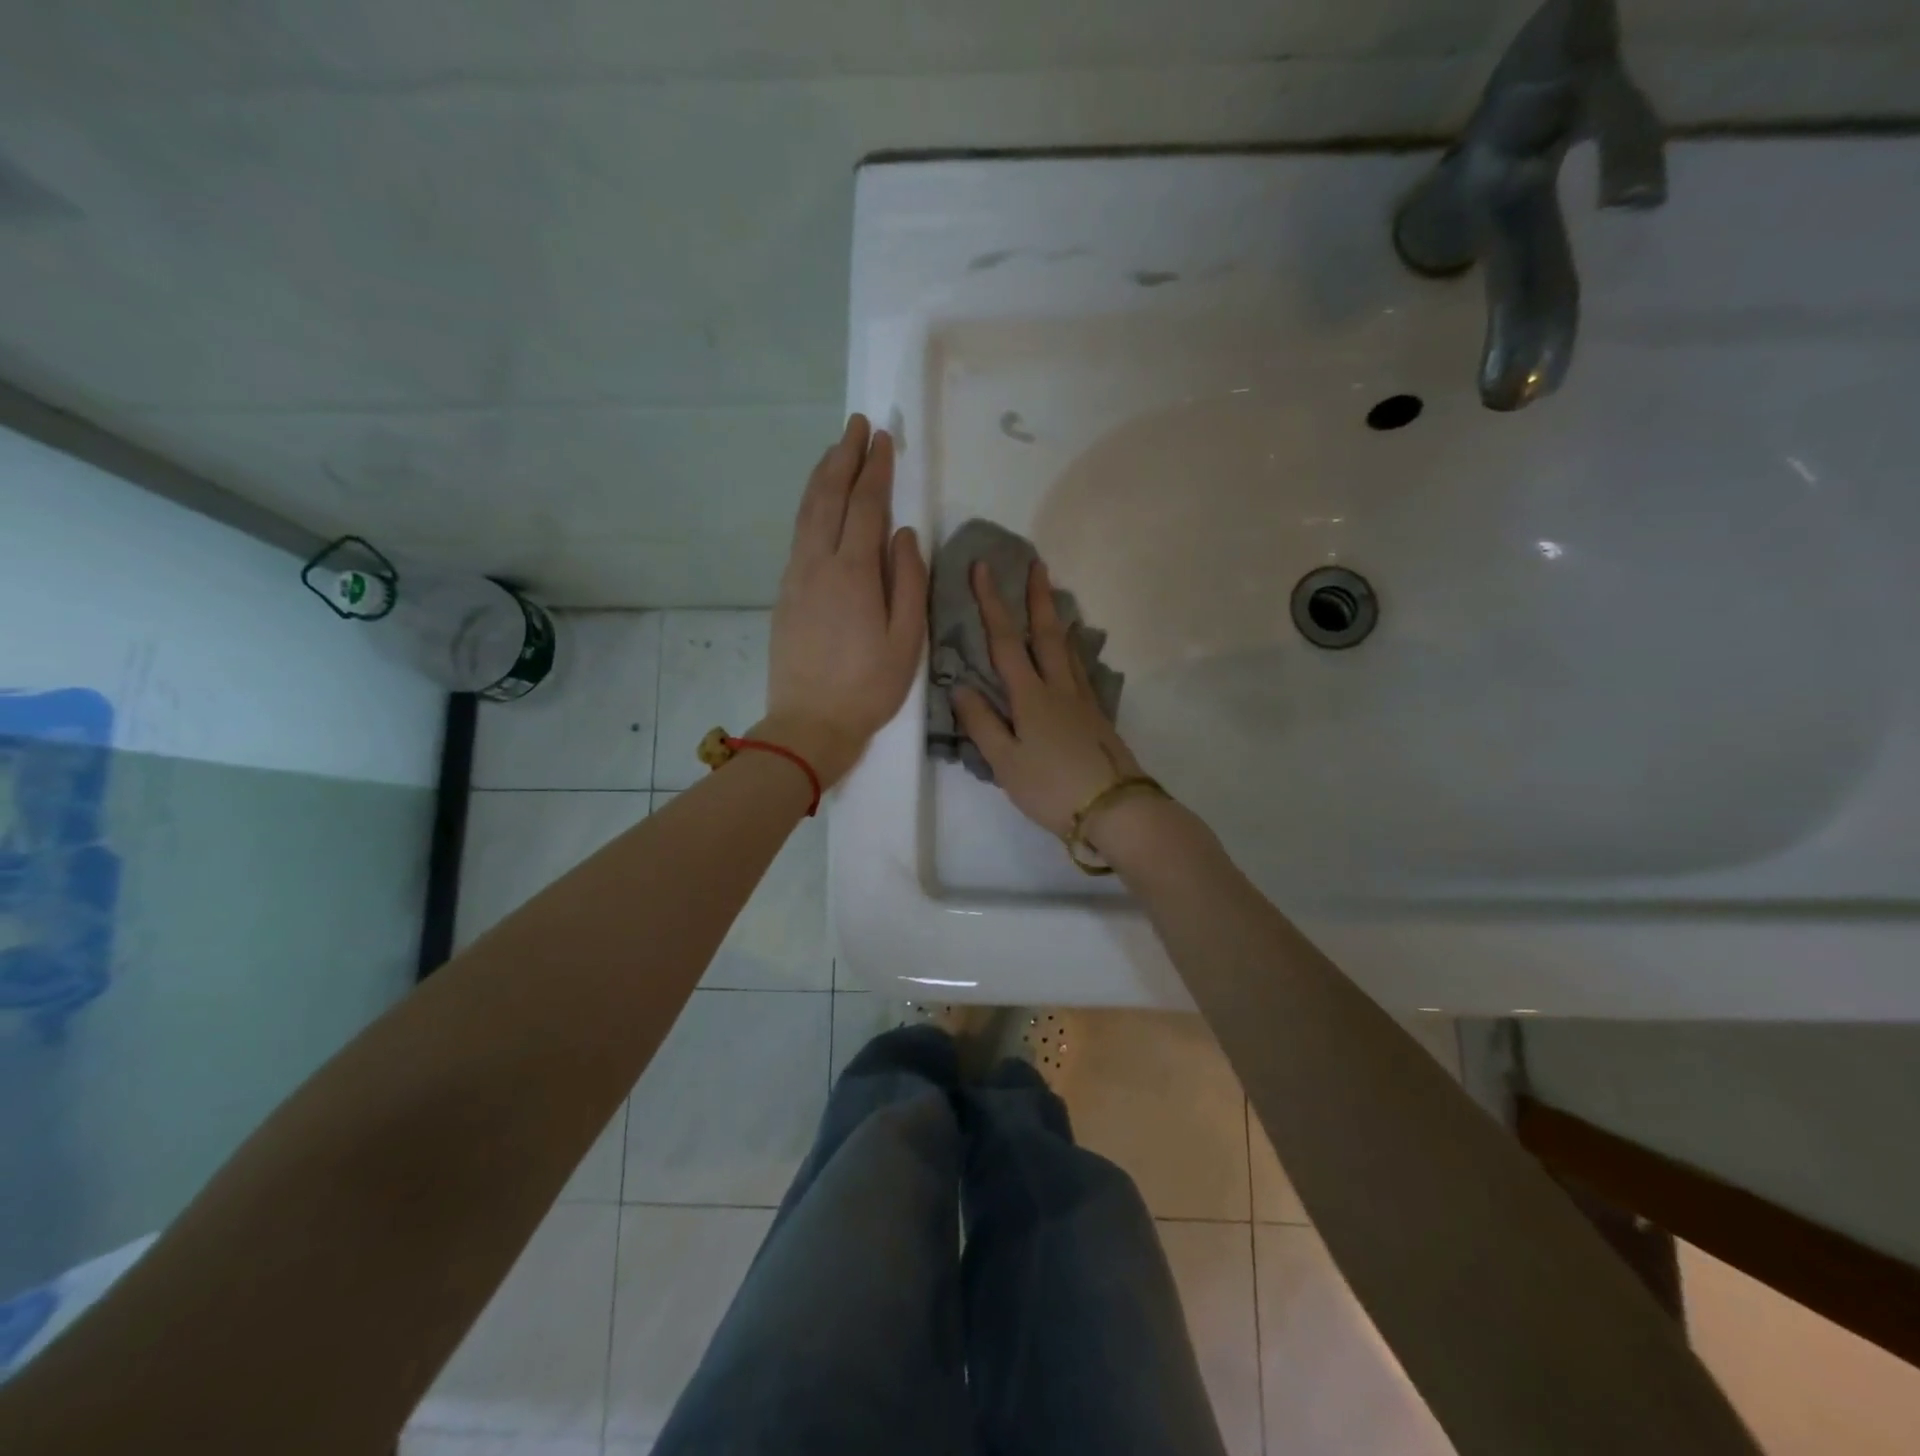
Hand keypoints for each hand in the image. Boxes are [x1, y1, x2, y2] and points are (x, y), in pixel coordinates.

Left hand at [762, 414, 927, 787]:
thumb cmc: (868, 688)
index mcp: (854, 574)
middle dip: (844, 456)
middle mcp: (819, 564)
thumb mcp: (906, 641)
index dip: (876, 469)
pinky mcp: (785, 593)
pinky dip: (810, 505)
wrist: (808, 724)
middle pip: (829, 496)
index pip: (866, 506)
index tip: (884, 439)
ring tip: (836, 449)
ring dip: (822, 475)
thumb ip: (909, 582)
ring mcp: (796, 577)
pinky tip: (819, 502)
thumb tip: (904, 534)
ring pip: (807, 512)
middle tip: (857, 424)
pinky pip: (799, 534)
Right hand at [952, 558, 1143, 838]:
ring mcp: (1083, 701)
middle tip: (1036, 563)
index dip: (992, 603)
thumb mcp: (1005, 762)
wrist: (1115, 808)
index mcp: (1031, 697)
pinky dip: (1073, 650)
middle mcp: (1059, 688)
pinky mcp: (1098, 716)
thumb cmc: (1052, 788)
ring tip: (1054, 598)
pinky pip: (1081, 670)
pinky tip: (1074, 654)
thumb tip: (958, 686)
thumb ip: (981, 723)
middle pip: (1047, 633)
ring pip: (1069, 648)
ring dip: (1058, 618)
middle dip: (1037, 597)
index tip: (983, 568)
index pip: (1006, 641)